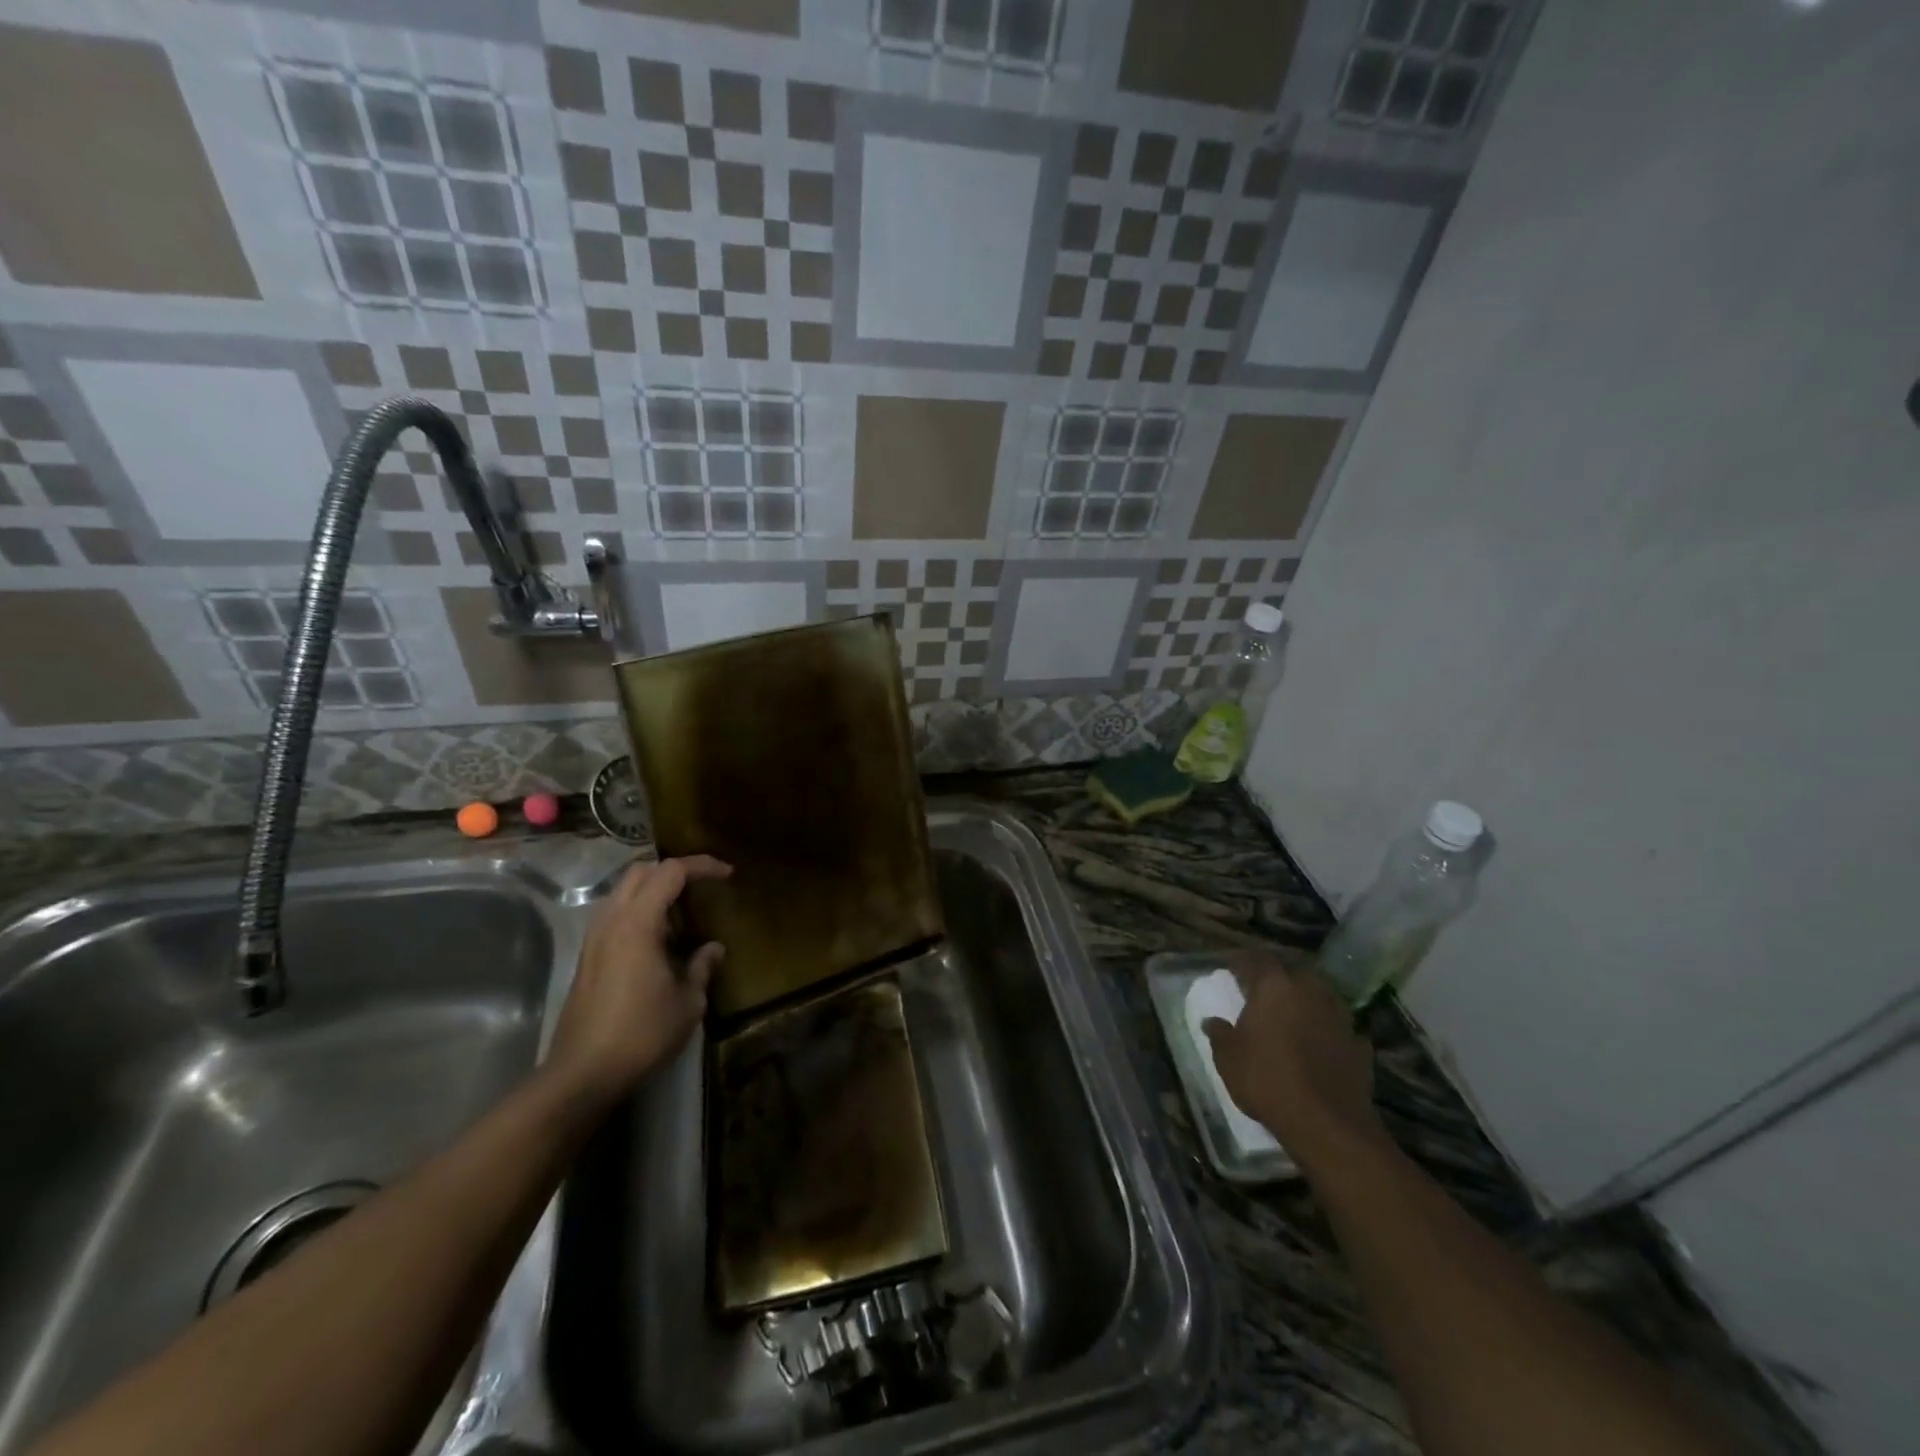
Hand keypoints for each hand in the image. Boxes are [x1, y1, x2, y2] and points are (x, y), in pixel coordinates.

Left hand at [545, 855, 730, 1106]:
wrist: (583, 1074)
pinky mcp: (587, 958)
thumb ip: (702, 967)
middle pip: (641, 872)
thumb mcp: (688, 1002)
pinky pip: (615, 915)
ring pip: (623, 892)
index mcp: (638, 923)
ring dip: (654, 891)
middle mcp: (611, 921)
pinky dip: (640, 912)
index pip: (671, 872)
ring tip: (682, 914)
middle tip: (702, 886)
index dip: (702, 866)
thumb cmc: (642, 1033)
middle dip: (674, 871)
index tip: (727, 874)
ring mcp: (594, 939)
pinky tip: (659, 940)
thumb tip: (714, 949)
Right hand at [1202, 955, 1383, 1163]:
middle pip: (1293, 970)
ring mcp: (1339, 1016)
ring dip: (1307, 998)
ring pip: (1321, 993)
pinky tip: (1321, 1040)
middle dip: (1278, 974)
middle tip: (1263, 986)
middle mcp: (1309, 991)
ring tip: (1293, 1010)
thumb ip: (1219, 1034)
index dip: (1242, 962)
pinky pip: (1340, 1025)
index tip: (1232, 968)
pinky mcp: (1359, 1044)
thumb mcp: (1228, 1058)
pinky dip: (1329, 1027)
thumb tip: (1211, 1020)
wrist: (1327, 1124)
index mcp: (1274, 986)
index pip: (1256, 959)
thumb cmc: (1267, 1080)